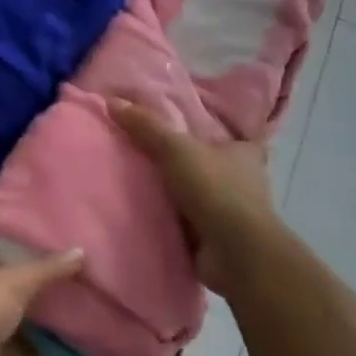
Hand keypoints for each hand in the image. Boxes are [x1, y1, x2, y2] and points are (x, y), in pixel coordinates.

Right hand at [113, 100, 279, 296]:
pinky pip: (191, 223)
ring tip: (141, 183)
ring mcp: (233, 213)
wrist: (237, 254)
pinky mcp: (220, 239)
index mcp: (243, 153)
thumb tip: (112, 101)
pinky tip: (148, 214)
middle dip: (191, 162)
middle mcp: (244, 181)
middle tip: (151, 153)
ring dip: (180, 194)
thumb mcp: (175, 148)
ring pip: (202, 195)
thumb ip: (146, 125)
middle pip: (214, 165)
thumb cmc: (215, 189)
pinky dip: (174, 221)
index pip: (233, 135)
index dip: (215, 131)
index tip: (191, 128)